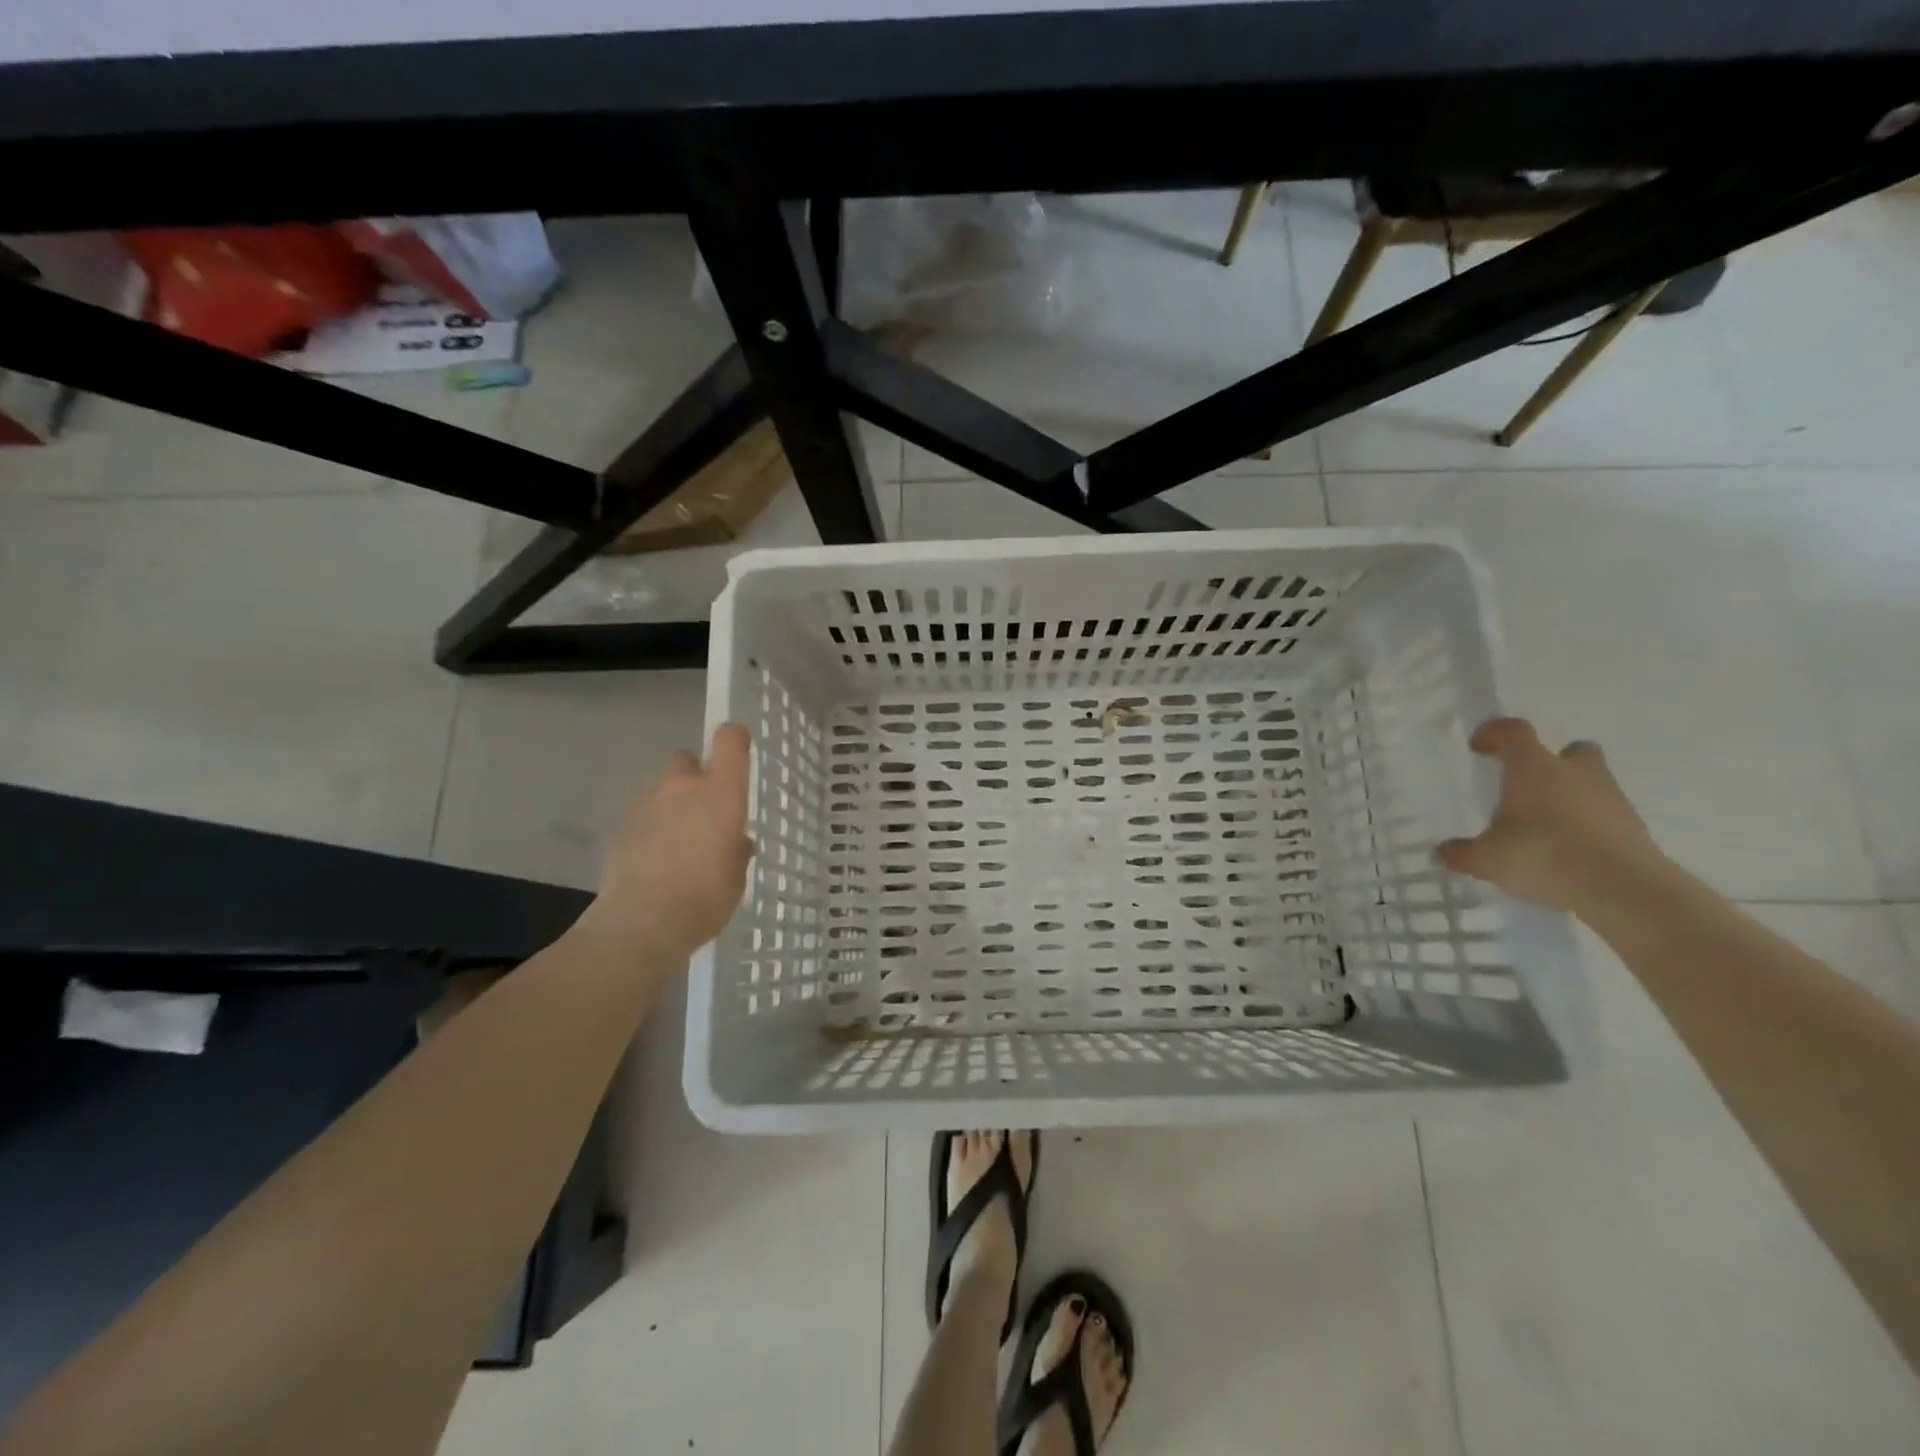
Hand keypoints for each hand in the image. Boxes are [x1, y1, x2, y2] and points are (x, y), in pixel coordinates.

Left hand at [588, 724, 754, 955]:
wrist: (641, 924)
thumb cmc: (705, 898)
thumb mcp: (736, 878)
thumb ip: (737, 851)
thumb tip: (736, 842)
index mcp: (722, 794)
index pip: (730, 740)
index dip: (735, 740)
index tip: (739, 753)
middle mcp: (684, 788)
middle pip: (687, 759)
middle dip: (695, 777)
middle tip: (703, 811)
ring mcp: (647, 805)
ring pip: (662, 792)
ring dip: (671, 808)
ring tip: (676, 846)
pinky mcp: (620, 828)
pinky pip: (642, 819)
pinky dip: (649, 832)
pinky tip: (653, 864)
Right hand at [1436, 717, 1664, 913]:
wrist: (1624, 890)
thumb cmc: (1543, 856)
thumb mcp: (1486, 859)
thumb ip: (1462, 853)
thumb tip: (1442, 852)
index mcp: (1533, 768)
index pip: (1514, 731)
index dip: (1495, 733)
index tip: (1480, 747)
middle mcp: (1575, 773)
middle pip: (1571, 751)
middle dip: (1553, 762)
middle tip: (1529, 786)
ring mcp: (1611, 798)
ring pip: (1592, 782)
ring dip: (1572, 795)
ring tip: (1546, 826)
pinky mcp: (1635, 828)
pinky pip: (1606, 815)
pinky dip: (1589, 825)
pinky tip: (1569, 852)